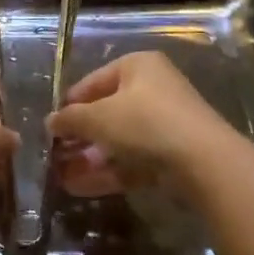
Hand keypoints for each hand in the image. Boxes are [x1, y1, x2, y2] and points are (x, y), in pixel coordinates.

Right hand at [46, 52, 236, 197]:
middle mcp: (153, 89)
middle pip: (107, 112)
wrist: (203, 161)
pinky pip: (132, 160)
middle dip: (79, 136)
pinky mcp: (172, 154)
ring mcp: (165, 123)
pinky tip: (80, 188)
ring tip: (61, 177)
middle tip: (54, 155)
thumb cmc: (145, 122)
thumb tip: (50, 122)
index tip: (50, 126)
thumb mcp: (99, 117)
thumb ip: (71, 119)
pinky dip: (108, 172)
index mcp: (137, 66)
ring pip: (118, 140)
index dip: (69, 104)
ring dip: (89, 158)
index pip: (93, 81)